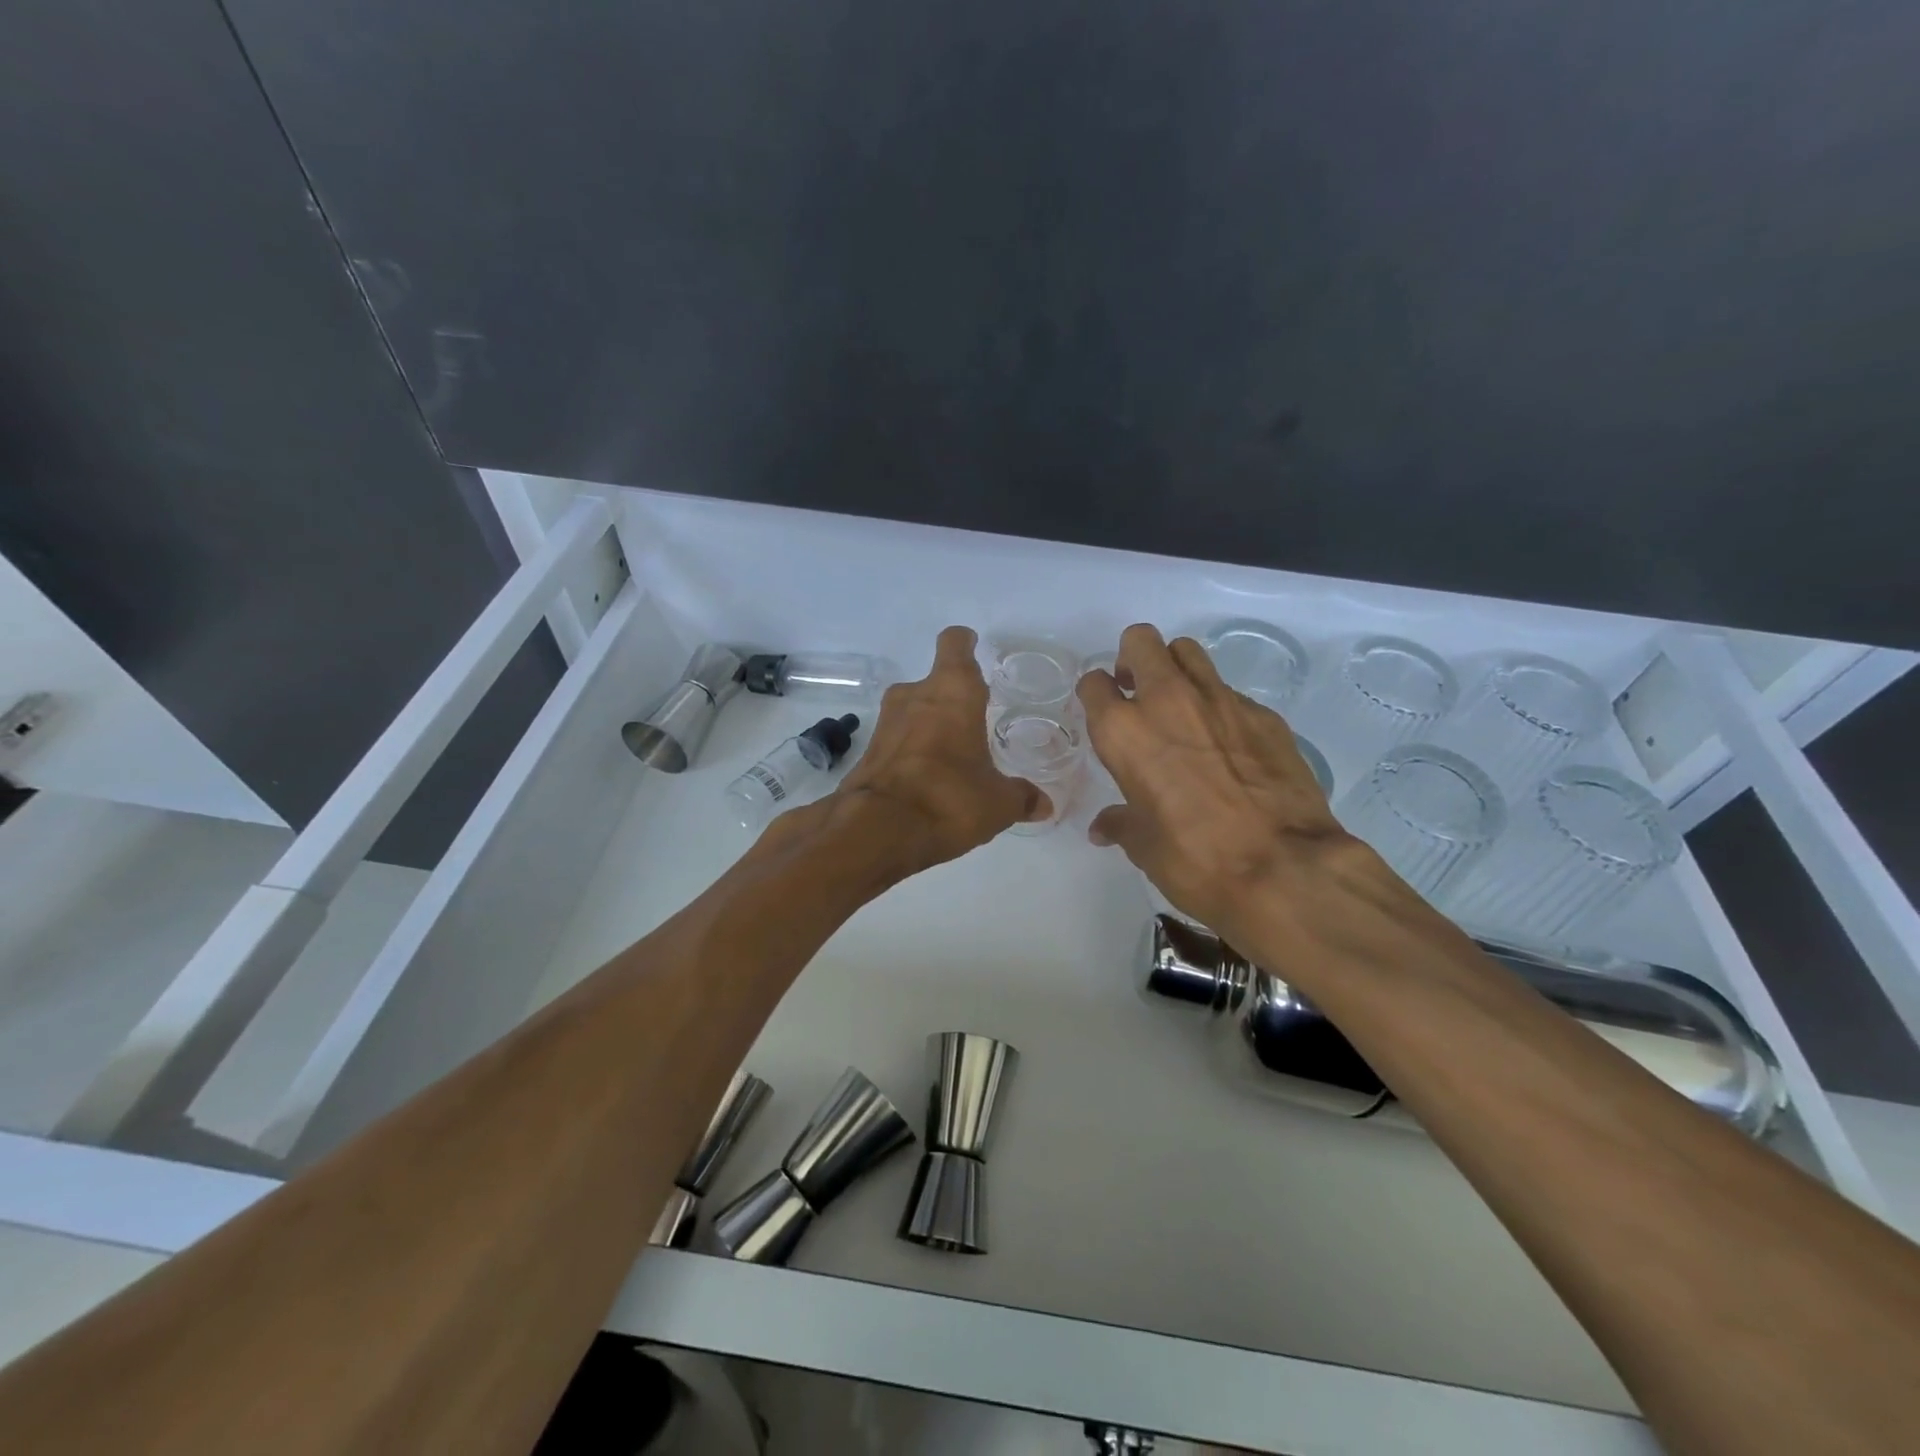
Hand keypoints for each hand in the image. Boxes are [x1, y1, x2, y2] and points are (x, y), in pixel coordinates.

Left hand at [833, 626, 1047, 870]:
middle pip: (934, 682)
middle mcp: (914, 696)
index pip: (955, 644)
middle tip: (974, 720)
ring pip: (913, 712)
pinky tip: (927, 781)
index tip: (973, 646)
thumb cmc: (948, 798)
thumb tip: (1043, 805)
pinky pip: (897, 742)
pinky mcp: (867, 752)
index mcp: (953, 692)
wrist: (876, 830)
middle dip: (952, 699)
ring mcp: (885, 723)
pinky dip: (911, 753)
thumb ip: (1021, 797)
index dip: (965, 643)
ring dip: (929, 726)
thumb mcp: (997, 803)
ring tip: (952, 756)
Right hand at [1078, 623, 1363, 943]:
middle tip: (1138, 693)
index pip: (1094, 684)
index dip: (1096, 696)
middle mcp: (1168, 701)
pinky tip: (1229, 746)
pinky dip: (1219, 707)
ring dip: (1176, 670)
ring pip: (1188, 652)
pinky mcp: (1264, 714)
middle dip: (1133, 659)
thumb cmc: (1195, 860)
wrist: (1285, 868)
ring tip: (1181, 708)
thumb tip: (1104, 828)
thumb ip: (1121, 824)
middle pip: (1141, 641)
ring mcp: (1221, 701)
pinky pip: (1230, 692)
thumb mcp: (1144, 847)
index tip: (1104, 713)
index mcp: (1125, 732)